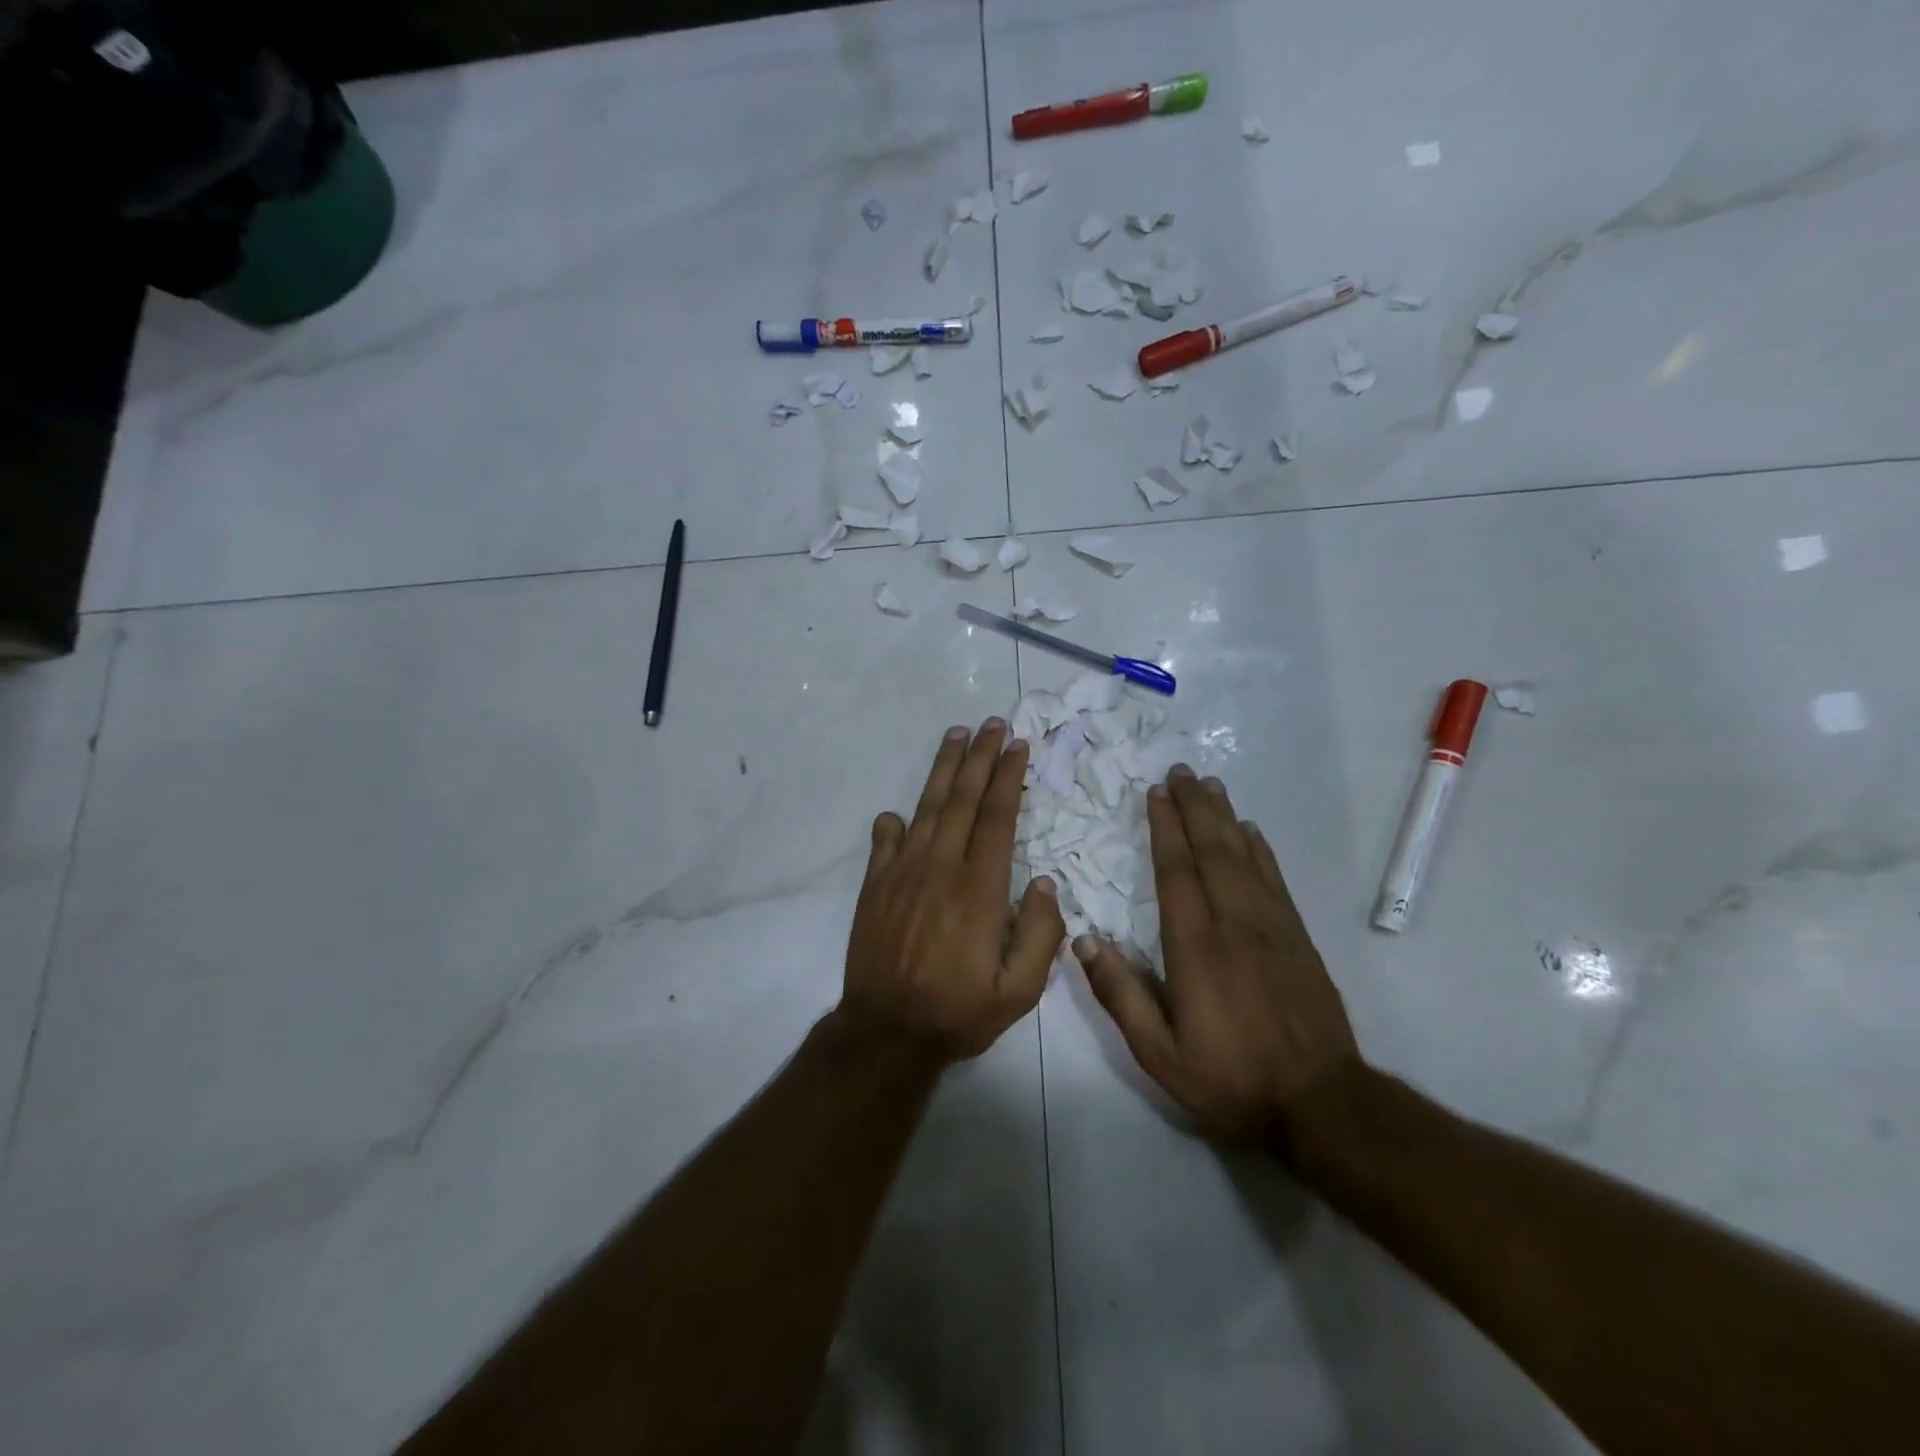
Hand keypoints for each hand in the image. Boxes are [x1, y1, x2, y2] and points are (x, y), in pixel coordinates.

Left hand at [839, 719, 1065, 1064]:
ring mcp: (903, 874)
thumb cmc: (958, 1012)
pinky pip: (885, 842)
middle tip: (993, 724)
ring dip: (943, 770)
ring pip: (926, 808)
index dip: (1008, 778)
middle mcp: (941, 869)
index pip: (997, 817)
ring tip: (956, 736)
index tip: (1018, 746)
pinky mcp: (875, 886)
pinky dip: (895, 822)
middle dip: (980, 757)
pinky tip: (901, 810)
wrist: (886, 1032)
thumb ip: (1041, 935)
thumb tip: (1044, 883)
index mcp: (980, 889)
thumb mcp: (1019, 992)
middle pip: (962, 800)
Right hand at [1075, 765, 1360, 1144]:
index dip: (1165, 829)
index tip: (1155, 793)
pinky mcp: (1298, 939)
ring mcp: (1272, 929)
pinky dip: (1260, 850)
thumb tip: (1084, 941)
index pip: (1177, 873)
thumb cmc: (1231, 1081)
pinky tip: (1251, 832)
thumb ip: (1121, 996)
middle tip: (1181, 771)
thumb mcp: (1160, 1055)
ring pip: (1244, 858)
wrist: (1322, 1105)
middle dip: (1194, 808)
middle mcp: (1235, 925)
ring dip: (1225, 818)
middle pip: (1212, 852)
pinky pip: (1274, 880)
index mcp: (1196, 948)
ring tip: (1210, 785)